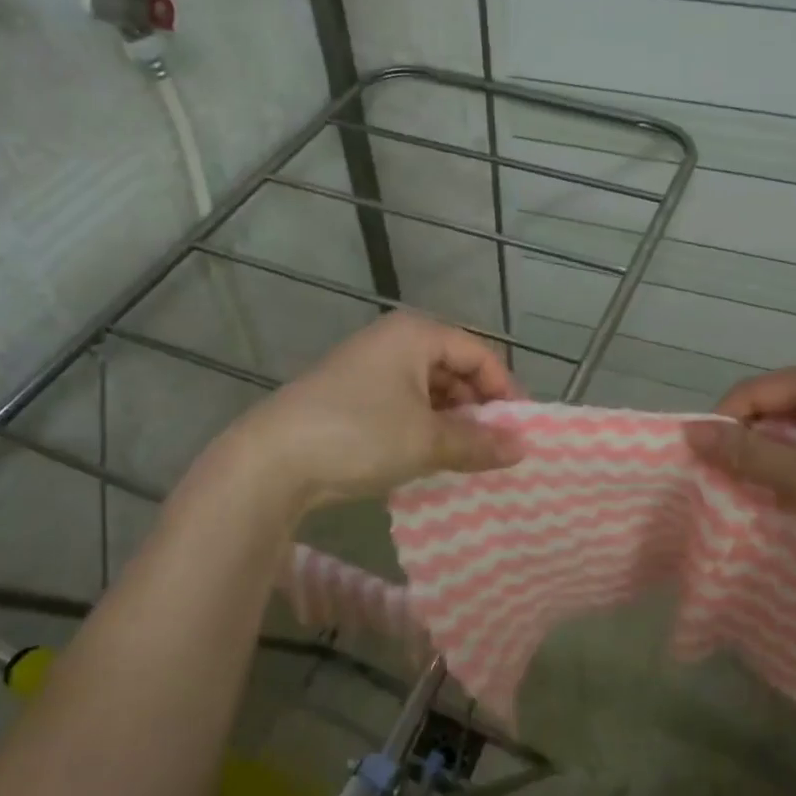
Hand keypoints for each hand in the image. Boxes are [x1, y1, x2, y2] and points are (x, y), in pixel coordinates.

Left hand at [221, 312, 524, 513]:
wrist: (272, 461)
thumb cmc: (360, 434)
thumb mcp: (427, 440)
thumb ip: (479, 442)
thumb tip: (523, 447)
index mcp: (415, 334)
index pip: (479, 353)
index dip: (505, 390)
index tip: (520, 430)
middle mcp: (392, 341)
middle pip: (453, 368)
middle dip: (477, 407)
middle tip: (495, 447)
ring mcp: (368, 367)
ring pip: (428, 389)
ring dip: (450, 421)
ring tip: (465, 457)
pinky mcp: (350, 395)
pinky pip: (402, 404)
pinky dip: (422, 427)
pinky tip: (429, 456)